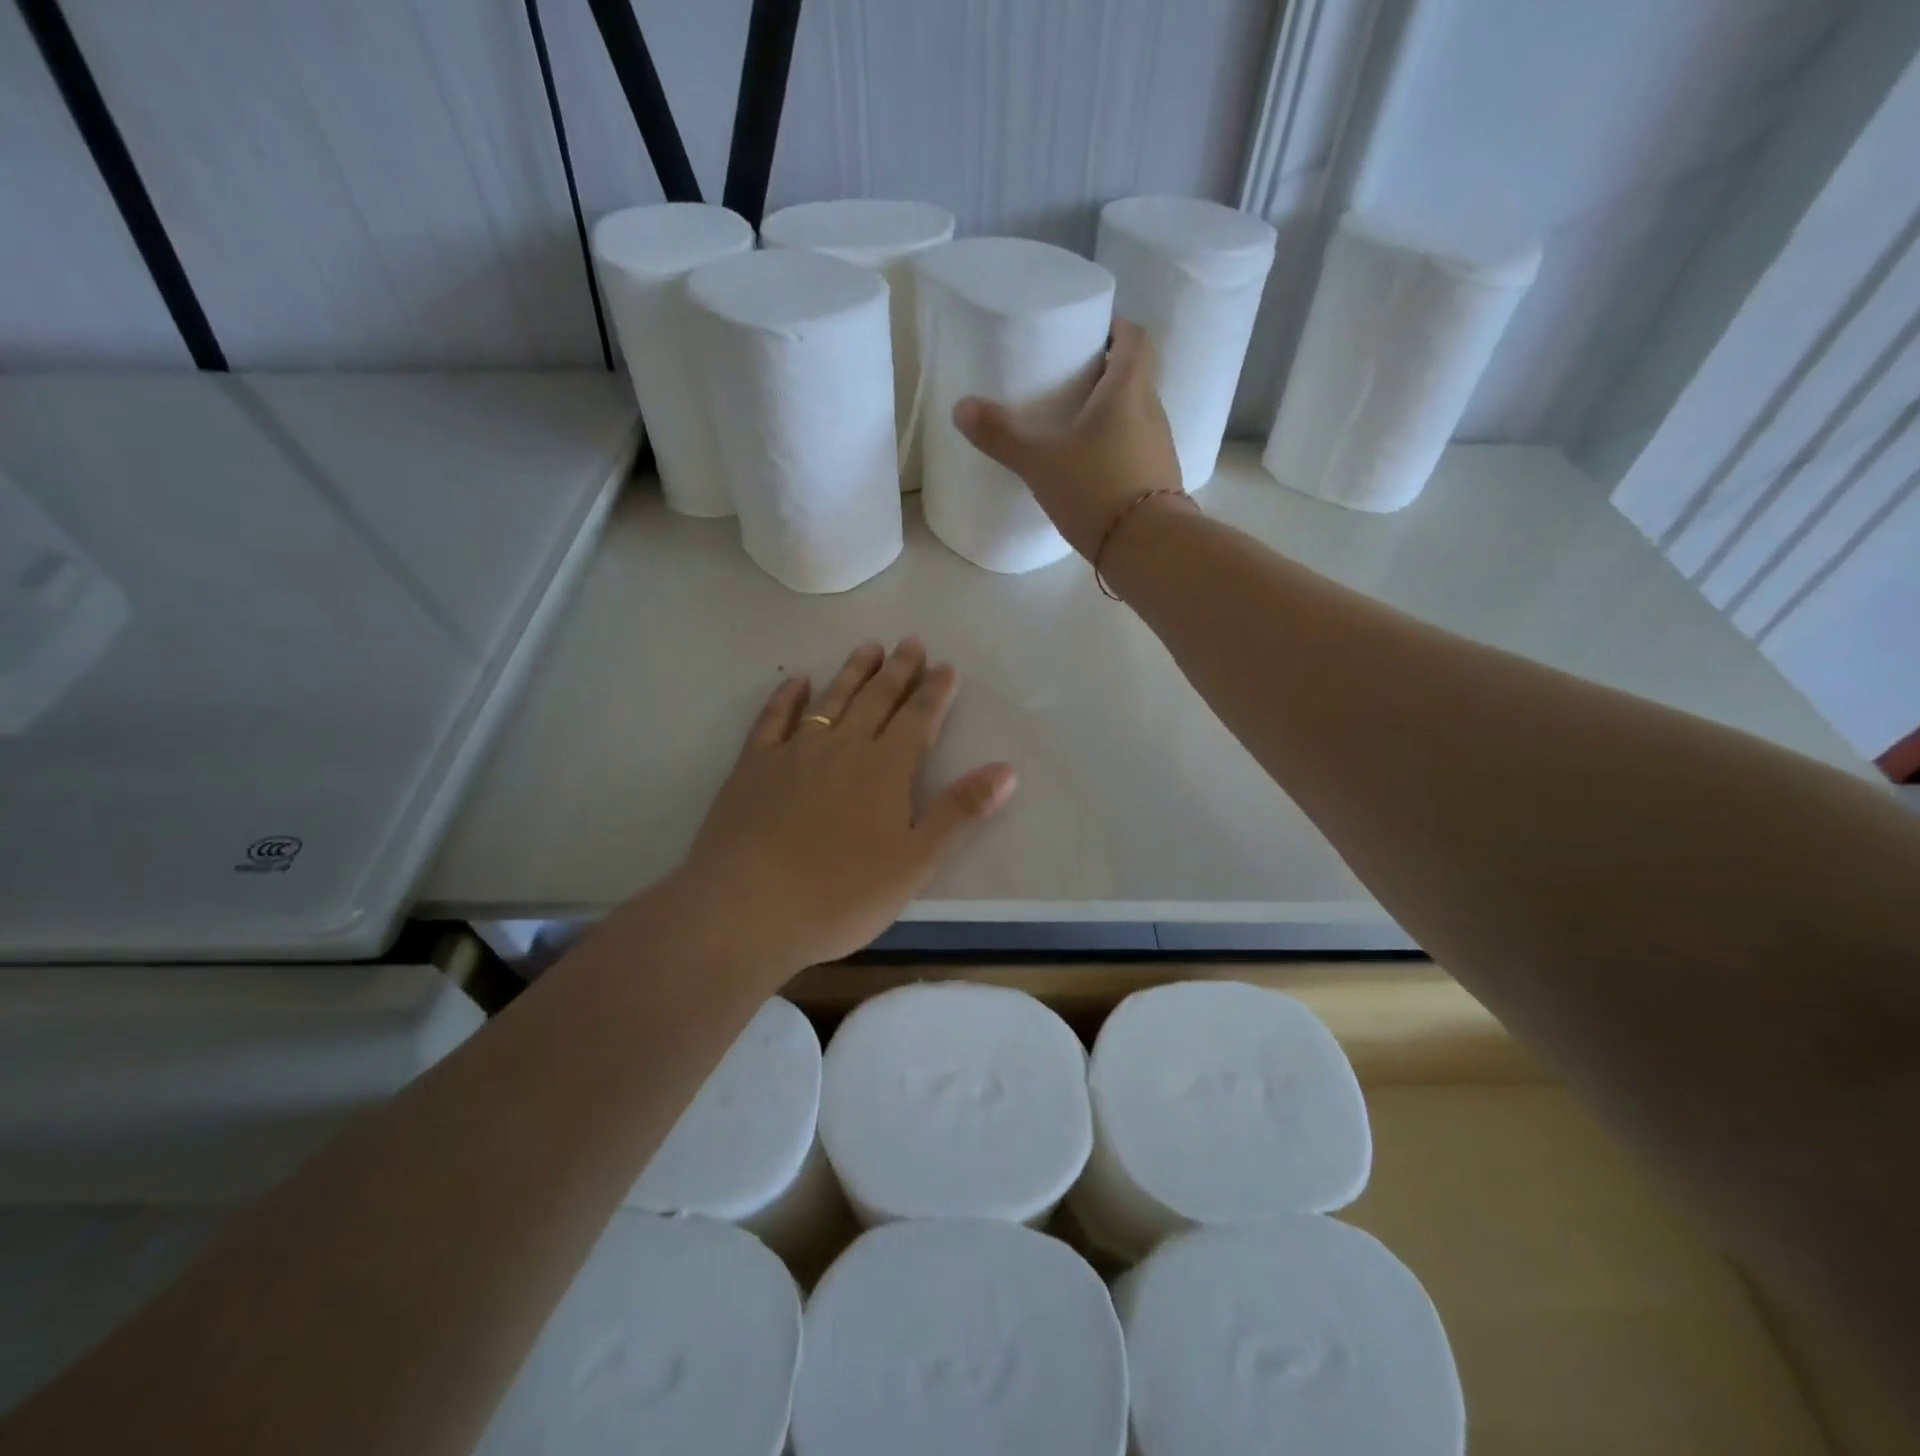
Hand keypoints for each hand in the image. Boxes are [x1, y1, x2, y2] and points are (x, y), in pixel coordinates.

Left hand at [664, 639, 1016, 980]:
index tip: (946, 666)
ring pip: (831, 699)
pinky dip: (787, 697)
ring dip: (852, 672)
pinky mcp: (753, 765)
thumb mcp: (916, 862)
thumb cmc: (841, 894)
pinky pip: (773, 719)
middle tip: (911, 642)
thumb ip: (960, 812)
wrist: (748, 909)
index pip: (918, 719)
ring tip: (868, 647)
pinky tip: (797, 682)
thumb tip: (1006, 769)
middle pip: (876, 699)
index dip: (935, 692)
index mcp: (885, 769)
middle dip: (898, 670)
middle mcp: (843, 747)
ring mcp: (794, 752)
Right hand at [952, 318, 1186, 557]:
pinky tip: (1090, 465)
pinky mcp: (1159, 478)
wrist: (1148, 547)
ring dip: (1112, 411)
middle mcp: (1151, 409)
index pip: (1134, 338)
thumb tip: (961, 408)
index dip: (1115, 328)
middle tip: (1069, 380)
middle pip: (1135, 375)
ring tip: (1075, 423)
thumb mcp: (1040, 463)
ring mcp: (1160, 446)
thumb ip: (1001, 436)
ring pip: (1137, 413)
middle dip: (1106, 371)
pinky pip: (1137, 447)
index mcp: (1128, 389)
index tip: (1088, 333)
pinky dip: (1117, 445)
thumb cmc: (1096, 489)